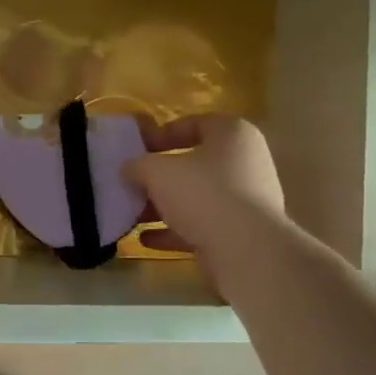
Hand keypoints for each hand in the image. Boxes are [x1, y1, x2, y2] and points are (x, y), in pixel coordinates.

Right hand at [126, 115, 286, 264]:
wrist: (245, 251)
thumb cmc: (203, 194)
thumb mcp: (158, 171)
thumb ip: (138, 165)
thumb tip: (128, 169)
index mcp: (233, 135)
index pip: (195, 123)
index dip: (163, 133)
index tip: (138, 149)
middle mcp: (245, 163)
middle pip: (195, 164)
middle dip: (160, 176)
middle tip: (133, 183)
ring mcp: (246, 201)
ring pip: (197, 198)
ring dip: (164, 206)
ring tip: (133, 214)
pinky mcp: (241, 233)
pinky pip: (202, 226)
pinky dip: (175, 231)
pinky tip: (146, 240)